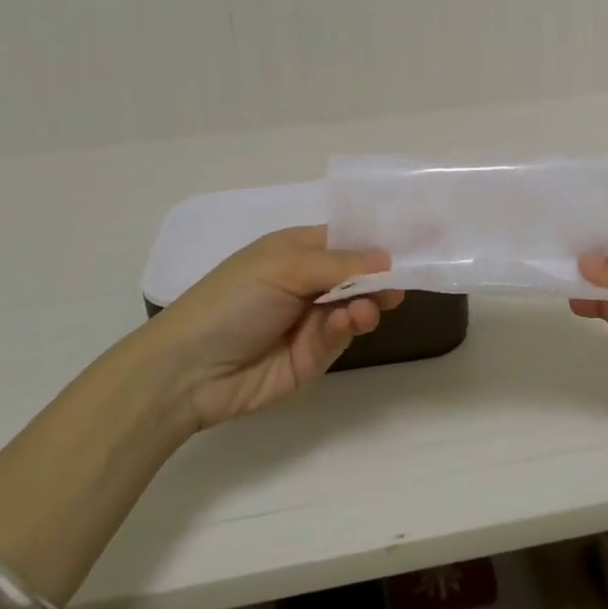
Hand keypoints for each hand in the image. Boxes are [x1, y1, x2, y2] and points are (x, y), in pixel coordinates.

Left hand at [152, 227, 402, 430]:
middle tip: (404, 281)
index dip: (377, 238)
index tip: (419, 237)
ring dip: (368, 302)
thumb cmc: (232, 300)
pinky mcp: (314, 355)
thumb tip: (388, 259)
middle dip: (381, 275)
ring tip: (372, 307)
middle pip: (359, 273)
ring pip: (357, 305)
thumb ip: (339, 264)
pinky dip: (350, 327)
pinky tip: (350, 322)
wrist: (188, 371)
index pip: (346, 237)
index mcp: (296, 249)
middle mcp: (307, 280)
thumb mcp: (283, 267)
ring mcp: (311, 318)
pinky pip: (342, 335)